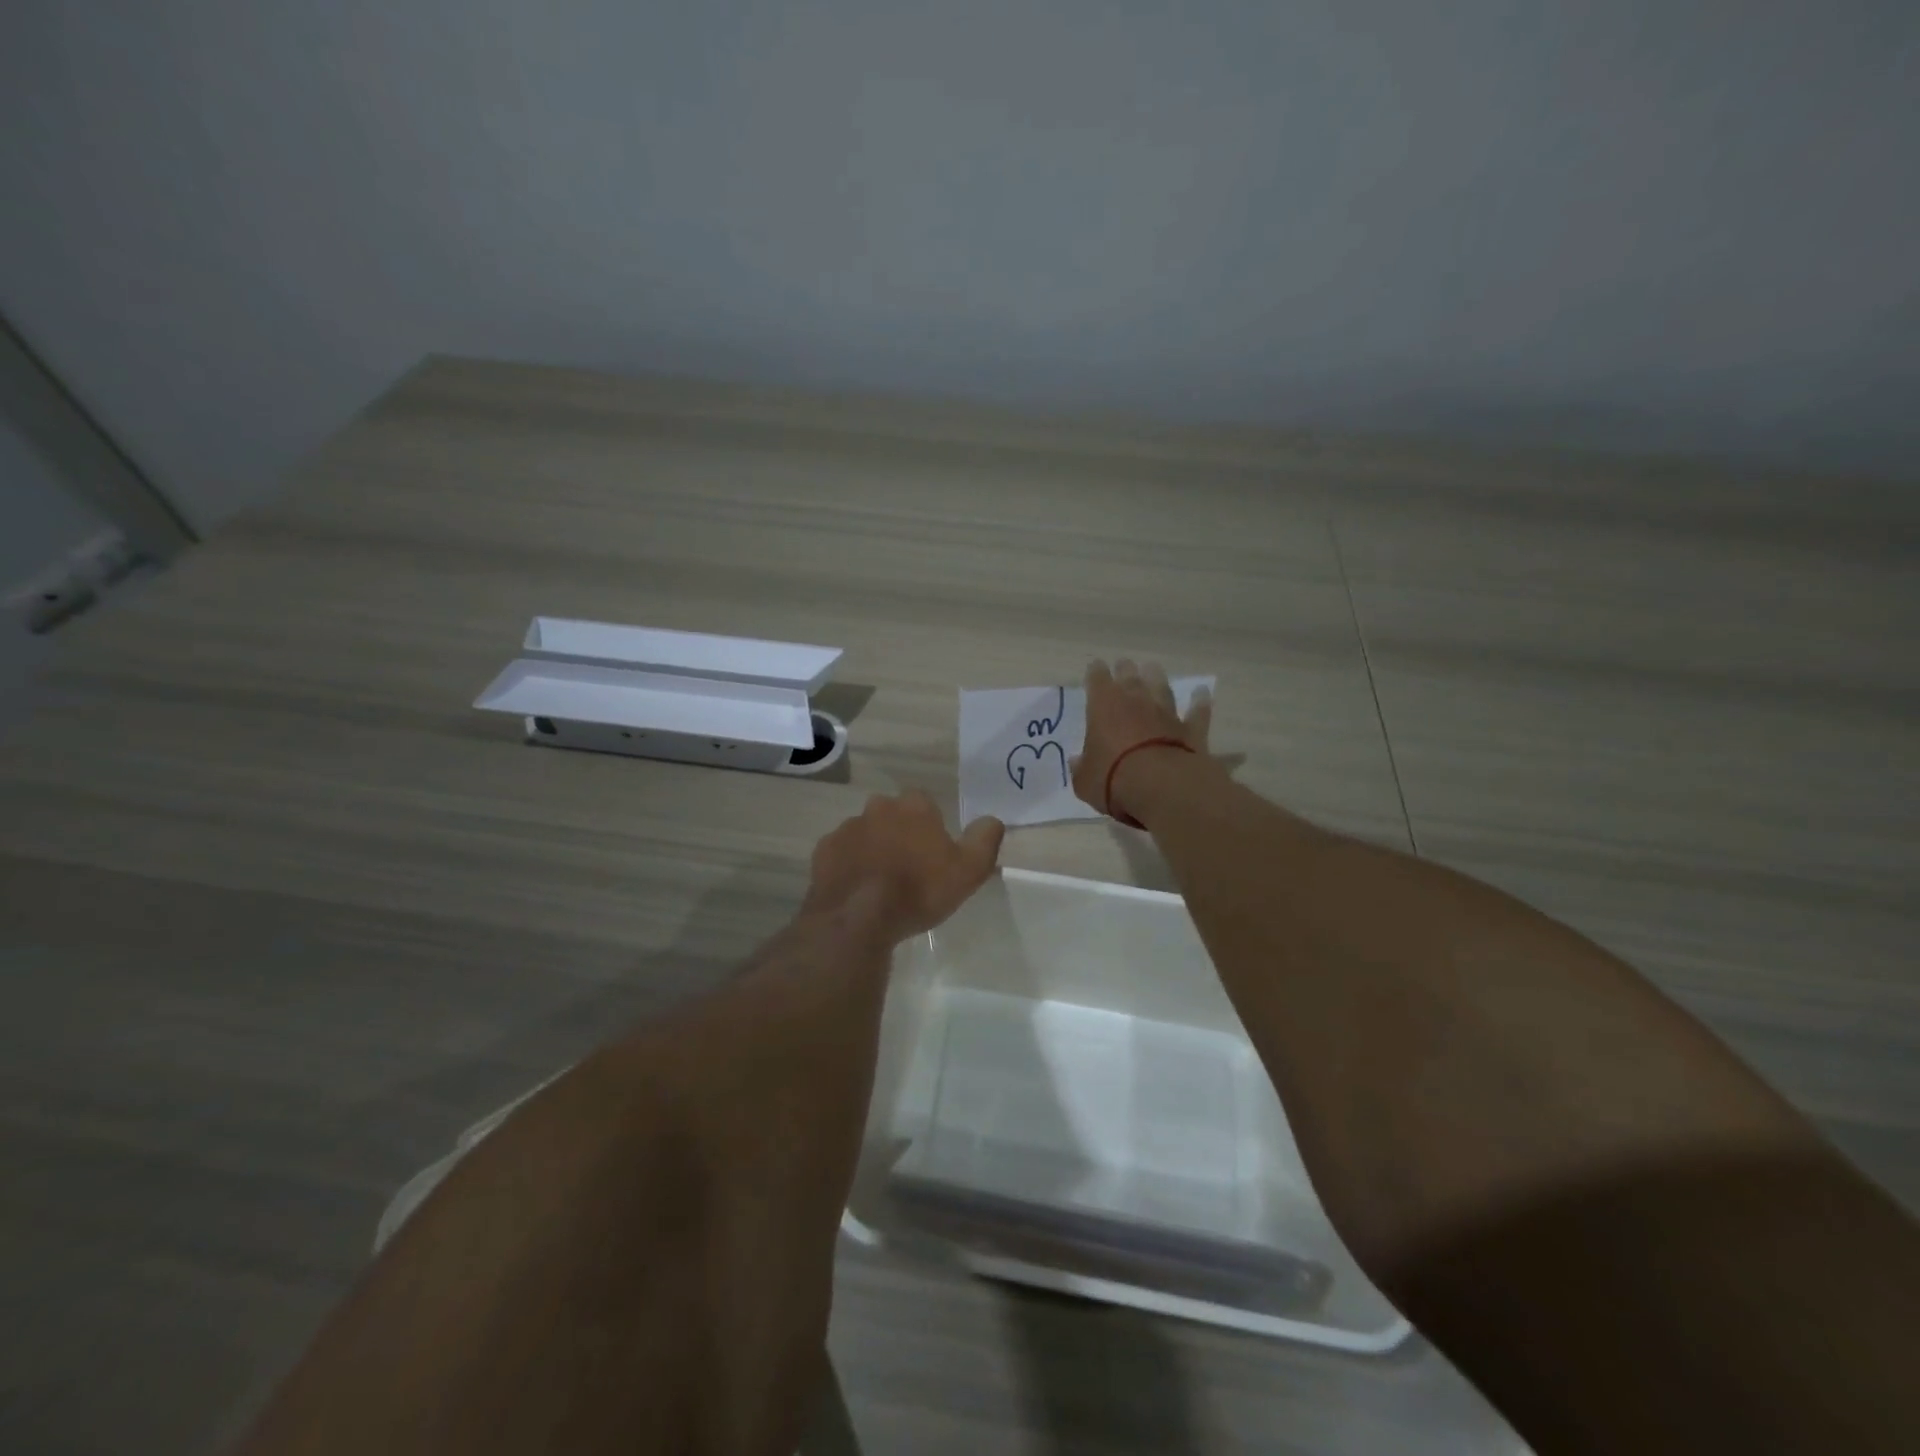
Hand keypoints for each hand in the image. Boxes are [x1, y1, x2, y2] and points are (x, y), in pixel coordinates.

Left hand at [803, 790, 1005, 943]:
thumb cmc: (919, 891)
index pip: (926, 805)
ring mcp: (847, 827)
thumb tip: (993, 820)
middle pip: (894, 816)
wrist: (858, 917)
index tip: (934, 856)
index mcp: (914, 807)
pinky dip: (849, 865)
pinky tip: (857, 890)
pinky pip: (841, 853)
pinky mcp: (823, 850)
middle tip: (909, 870)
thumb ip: (985, 840)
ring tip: (881, 884)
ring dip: (874, 849)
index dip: (931, 829)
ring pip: (866, 833)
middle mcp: (879, 807)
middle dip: (900, 835)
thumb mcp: (969, 870)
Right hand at [1071, 658, 1213, 822]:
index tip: (1095, 667)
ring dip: (1157, 677)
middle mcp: (1136, 702)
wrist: (1163, 788)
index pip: (1097, 680)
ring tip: (1153, 668)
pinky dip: (1199, 703)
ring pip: (1162, 688)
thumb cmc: (1113, 780)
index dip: (1095, 672)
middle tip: (1124, 664)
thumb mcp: (1085, 781)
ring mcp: (1166, 714)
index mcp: (1104, 707)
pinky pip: (1196, 713)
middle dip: (1125, 669)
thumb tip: (1077, 761)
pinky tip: (1202, 693)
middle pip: (1130, 677)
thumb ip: (1081, 768)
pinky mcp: (1191, 730)